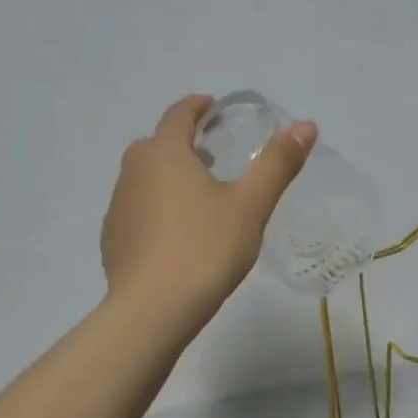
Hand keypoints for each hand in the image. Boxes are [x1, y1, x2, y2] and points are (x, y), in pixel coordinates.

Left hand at [100, 94, 316, 331]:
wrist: (152, 310)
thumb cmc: (205, 248)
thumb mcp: (250, 205)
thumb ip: (277, 164)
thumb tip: (305, 126)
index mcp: (164, 153)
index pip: (178, 115)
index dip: (197, 107)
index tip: (212, 108)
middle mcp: (133, 172)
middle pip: (156, 145)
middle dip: (181, 145)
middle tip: (209, 158)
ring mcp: (117, 207)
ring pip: (142, 179)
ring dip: (166, 178)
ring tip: (195, 199)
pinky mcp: (112, 240)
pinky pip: (135, 211)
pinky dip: (153, 211)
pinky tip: (173, 237)